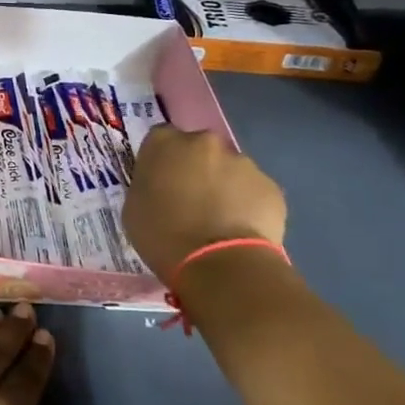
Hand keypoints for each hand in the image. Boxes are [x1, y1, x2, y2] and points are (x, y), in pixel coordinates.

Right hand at [122, 126, 286, 282]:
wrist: (220, 265)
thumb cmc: (163, 236)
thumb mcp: (134, 207)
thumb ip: (147, 184)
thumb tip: (161, 185)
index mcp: (164, 143)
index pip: (159, 139)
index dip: (161, 161)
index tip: (160, 183)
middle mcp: (204, 142)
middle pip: (198, 149)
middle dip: (195, 168)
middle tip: (190, 200)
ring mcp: (242, 162)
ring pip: (228, 169)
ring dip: (222, 186)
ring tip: (219, 221)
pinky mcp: (271, 186)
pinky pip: (253, 191)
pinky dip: (246, 204)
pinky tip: (240, 230)